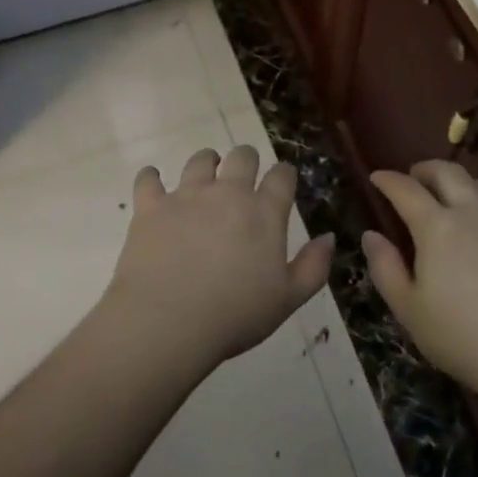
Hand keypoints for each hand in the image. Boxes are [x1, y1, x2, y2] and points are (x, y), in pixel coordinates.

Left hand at [103, 145, 334, 369]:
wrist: (168, 320)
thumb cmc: (235, 315)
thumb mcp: (288, 299)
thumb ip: (313, 266)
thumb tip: (329, 237)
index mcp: (263, 212)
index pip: (281, 176)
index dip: (284, 174)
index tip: (283, 180)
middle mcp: (227, 193)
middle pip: (242, 156)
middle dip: (246, 160)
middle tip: (243, 175)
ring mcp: (186, 195)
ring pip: (199, 160)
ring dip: (206, 162)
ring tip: (206, 174)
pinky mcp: (151, 205)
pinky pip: (149, 179)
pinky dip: (151, 179)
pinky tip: (153, 184)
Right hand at [366, 161, 477, 404]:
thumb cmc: (466, 339)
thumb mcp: (410, 312)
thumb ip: (386, 268)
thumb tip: (371, 234)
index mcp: (436, 226)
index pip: (405, 189)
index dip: (387, 180)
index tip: (377, 178)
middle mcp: (472, 211)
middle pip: (446, 171)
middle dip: (425, 169)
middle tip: (415, 179)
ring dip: (461, 184)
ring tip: (455, 199)